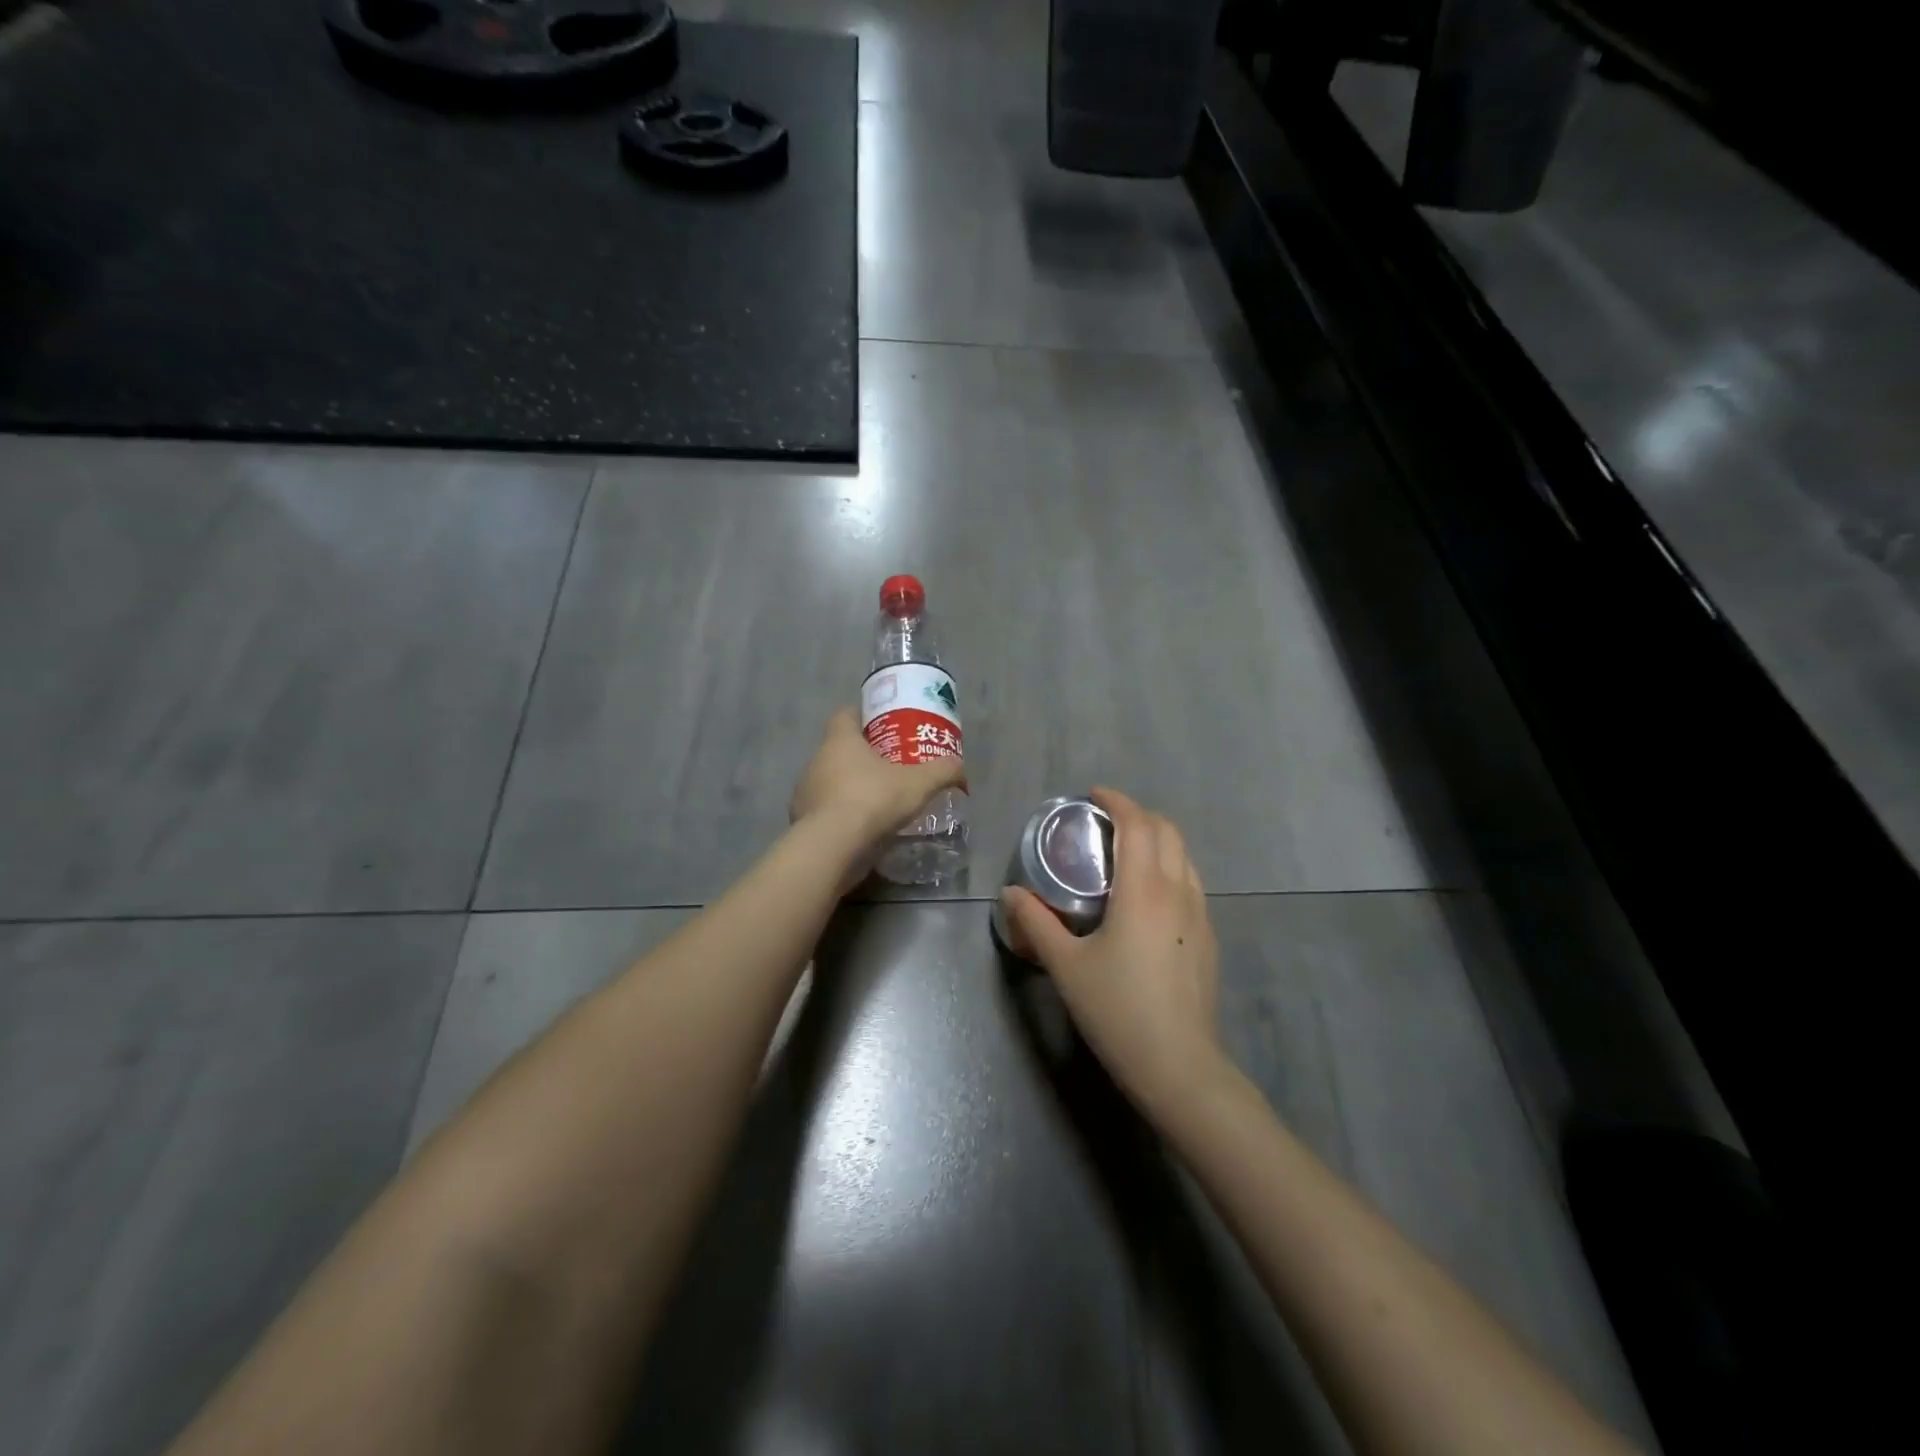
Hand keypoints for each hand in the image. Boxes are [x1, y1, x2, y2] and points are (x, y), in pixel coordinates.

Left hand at [790, 708, 964, 882]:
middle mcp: (817, 760)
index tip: (883, 726)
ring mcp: (805, 792)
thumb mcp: (919, 783)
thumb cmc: (873, 800)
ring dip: (851, 787)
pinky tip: (863, 828)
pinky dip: (842, 815)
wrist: (832, 847)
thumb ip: (942, 771)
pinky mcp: (803, 822)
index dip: (864, 717)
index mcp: (840, 740)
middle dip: (863, 756)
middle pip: (839, 749)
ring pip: (831, 781)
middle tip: (891, 766)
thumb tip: (959, 766)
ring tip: (879, 800)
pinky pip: (826, 811)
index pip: (846, 715)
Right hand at [1000, 788, 1222, 1115]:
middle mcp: (1178, 891)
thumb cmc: (1117, 1010)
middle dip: (1138, 815)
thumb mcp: (1066, 965)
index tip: (1093, 796)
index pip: (1138, 824)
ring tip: (1125, 854)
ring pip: (1184, 856)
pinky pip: (1190, 882)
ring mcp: (1200, 915)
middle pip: (1168, 831)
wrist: (1178, 1066)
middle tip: (1105, 822)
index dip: (1117, 801)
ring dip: (1157, 840)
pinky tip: (1146, 897)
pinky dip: (1168, 867)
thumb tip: (1010, 893)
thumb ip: (1036, 923)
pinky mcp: (1208, 938)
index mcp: (1144, 890)